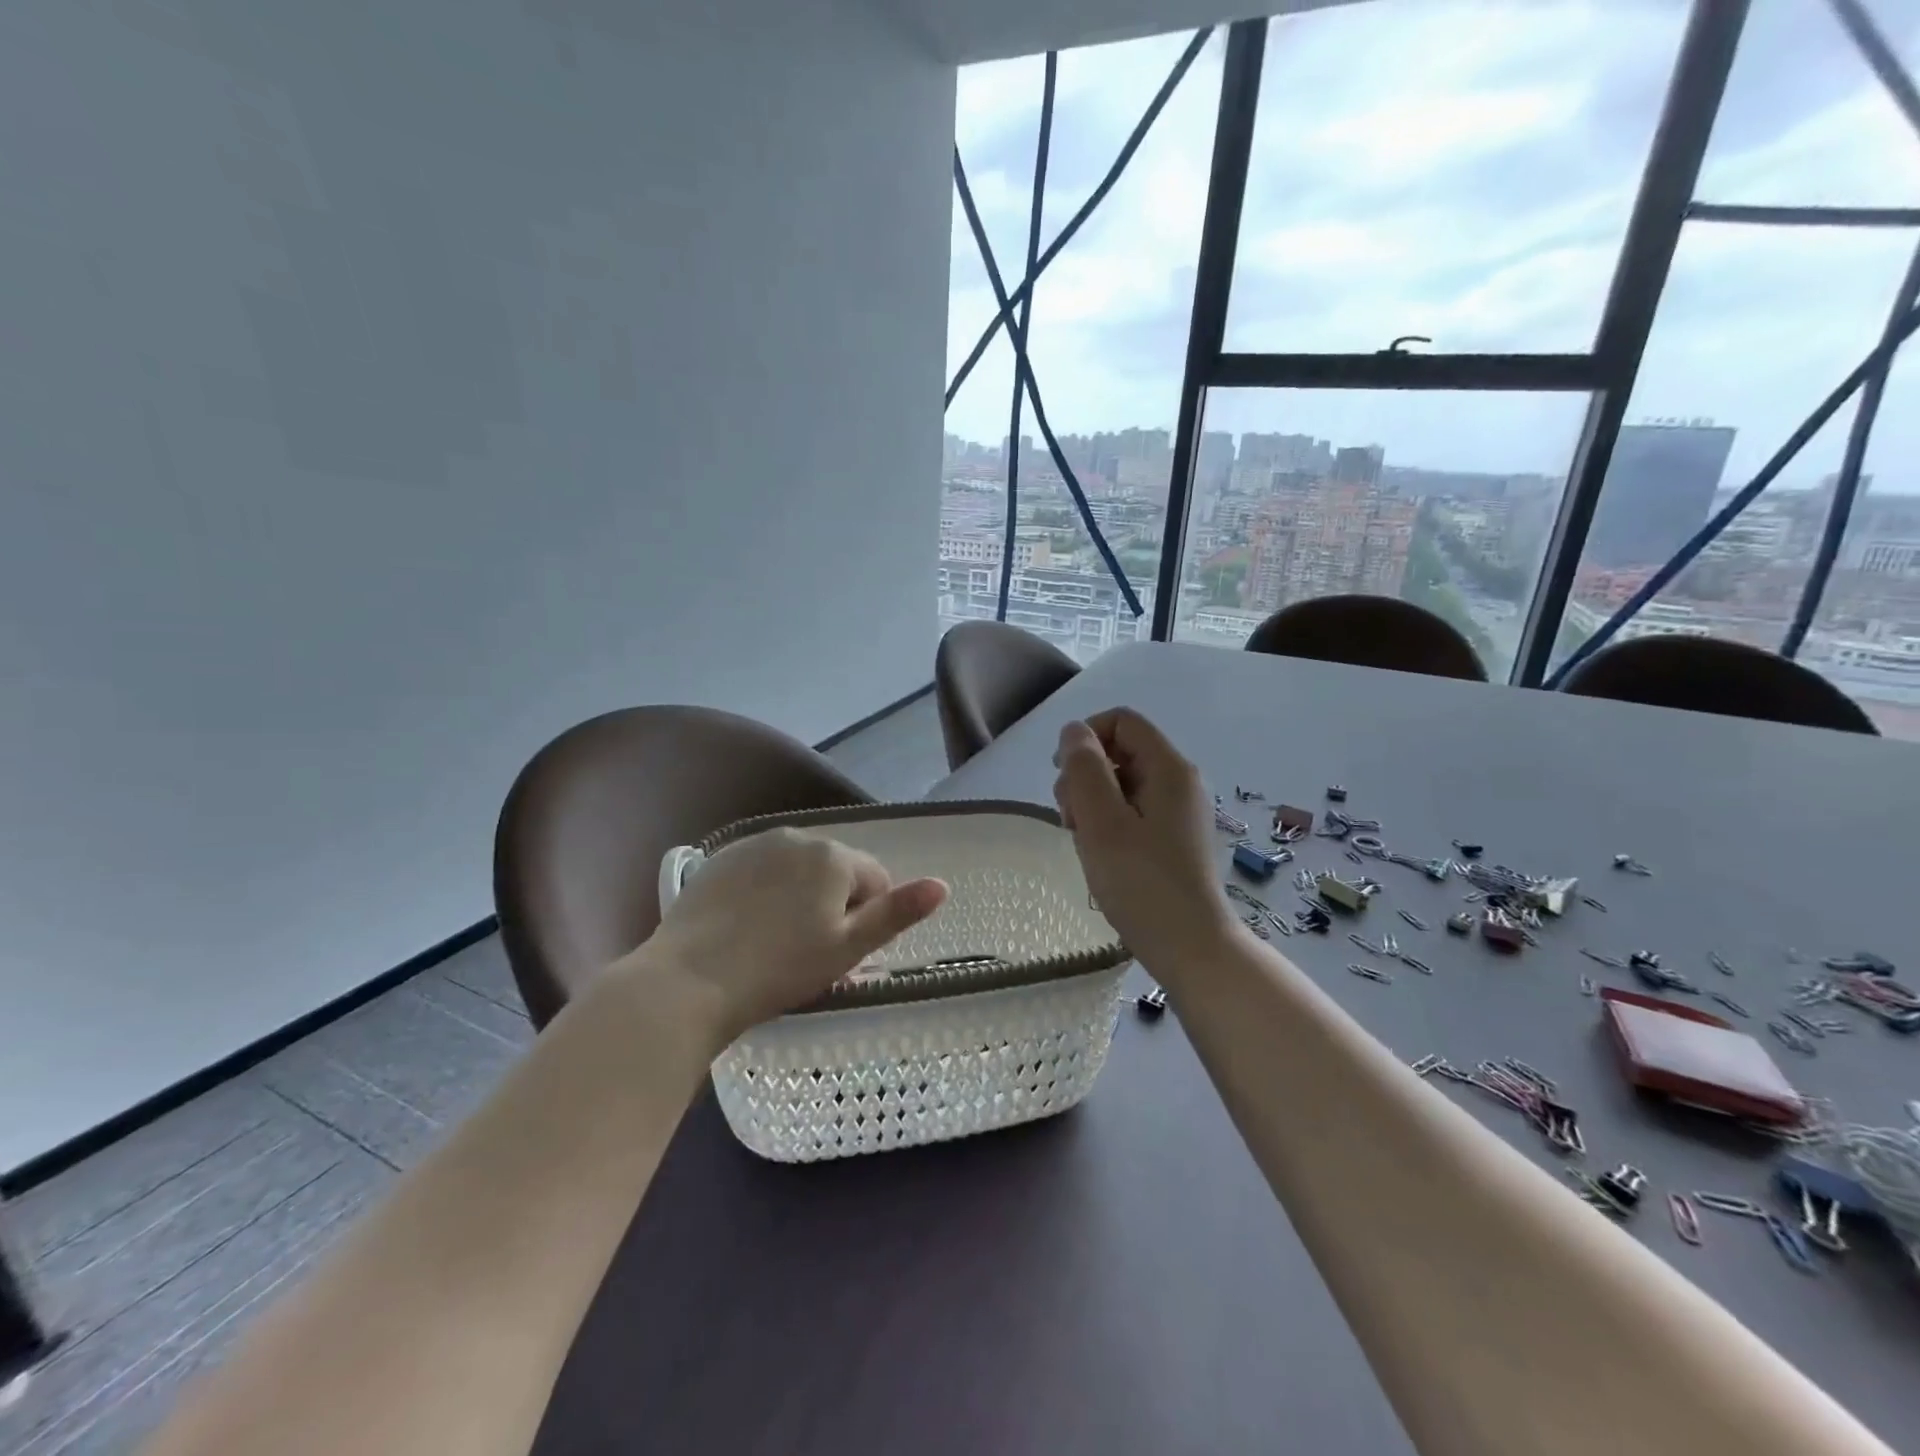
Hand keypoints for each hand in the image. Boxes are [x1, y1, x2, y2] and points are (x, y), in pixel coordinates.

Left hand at [632, 827, 947, 1042]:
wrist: (689, 981)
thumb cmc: (781, 970)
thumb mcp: (848, 948)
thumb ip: (897, 913)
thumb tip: (942, 885)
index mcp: (834, 856)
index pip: (875, 879)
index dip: (866, 919)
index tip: (842, 954)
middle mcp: (797, 836)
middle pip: (835, 871)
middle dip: (833, 905)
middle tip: (811, 953)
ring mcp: (753, 845)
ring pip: (797, 870)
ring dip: (800, 897)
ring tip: (776, 943)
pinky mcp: (720, 859)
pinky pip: (761, 871)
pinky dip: (764, 893)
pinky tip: (746, 928)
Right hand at [1052, 708, 1237, 974]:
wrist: (1190, 947)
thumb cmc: (1142, 883)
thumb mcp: (1102, 822)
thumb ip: (1084, 769)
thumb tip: (1074, 731)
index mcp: (1169, 768)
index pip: (1121, 721)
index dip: (1086, 737)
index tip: (1063, 775)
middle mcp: (1178, 781)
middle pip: (1120, 751)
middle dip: (1084, 775)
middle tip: (1070, 819)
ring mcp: (1177, 811)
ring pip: (1121, 783)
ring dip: (1091, 802)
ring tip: (1082, 841)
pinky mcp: (1172, 837)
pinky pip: (1131, 810)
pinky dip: (1107, 822)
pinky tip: (1099, 853)